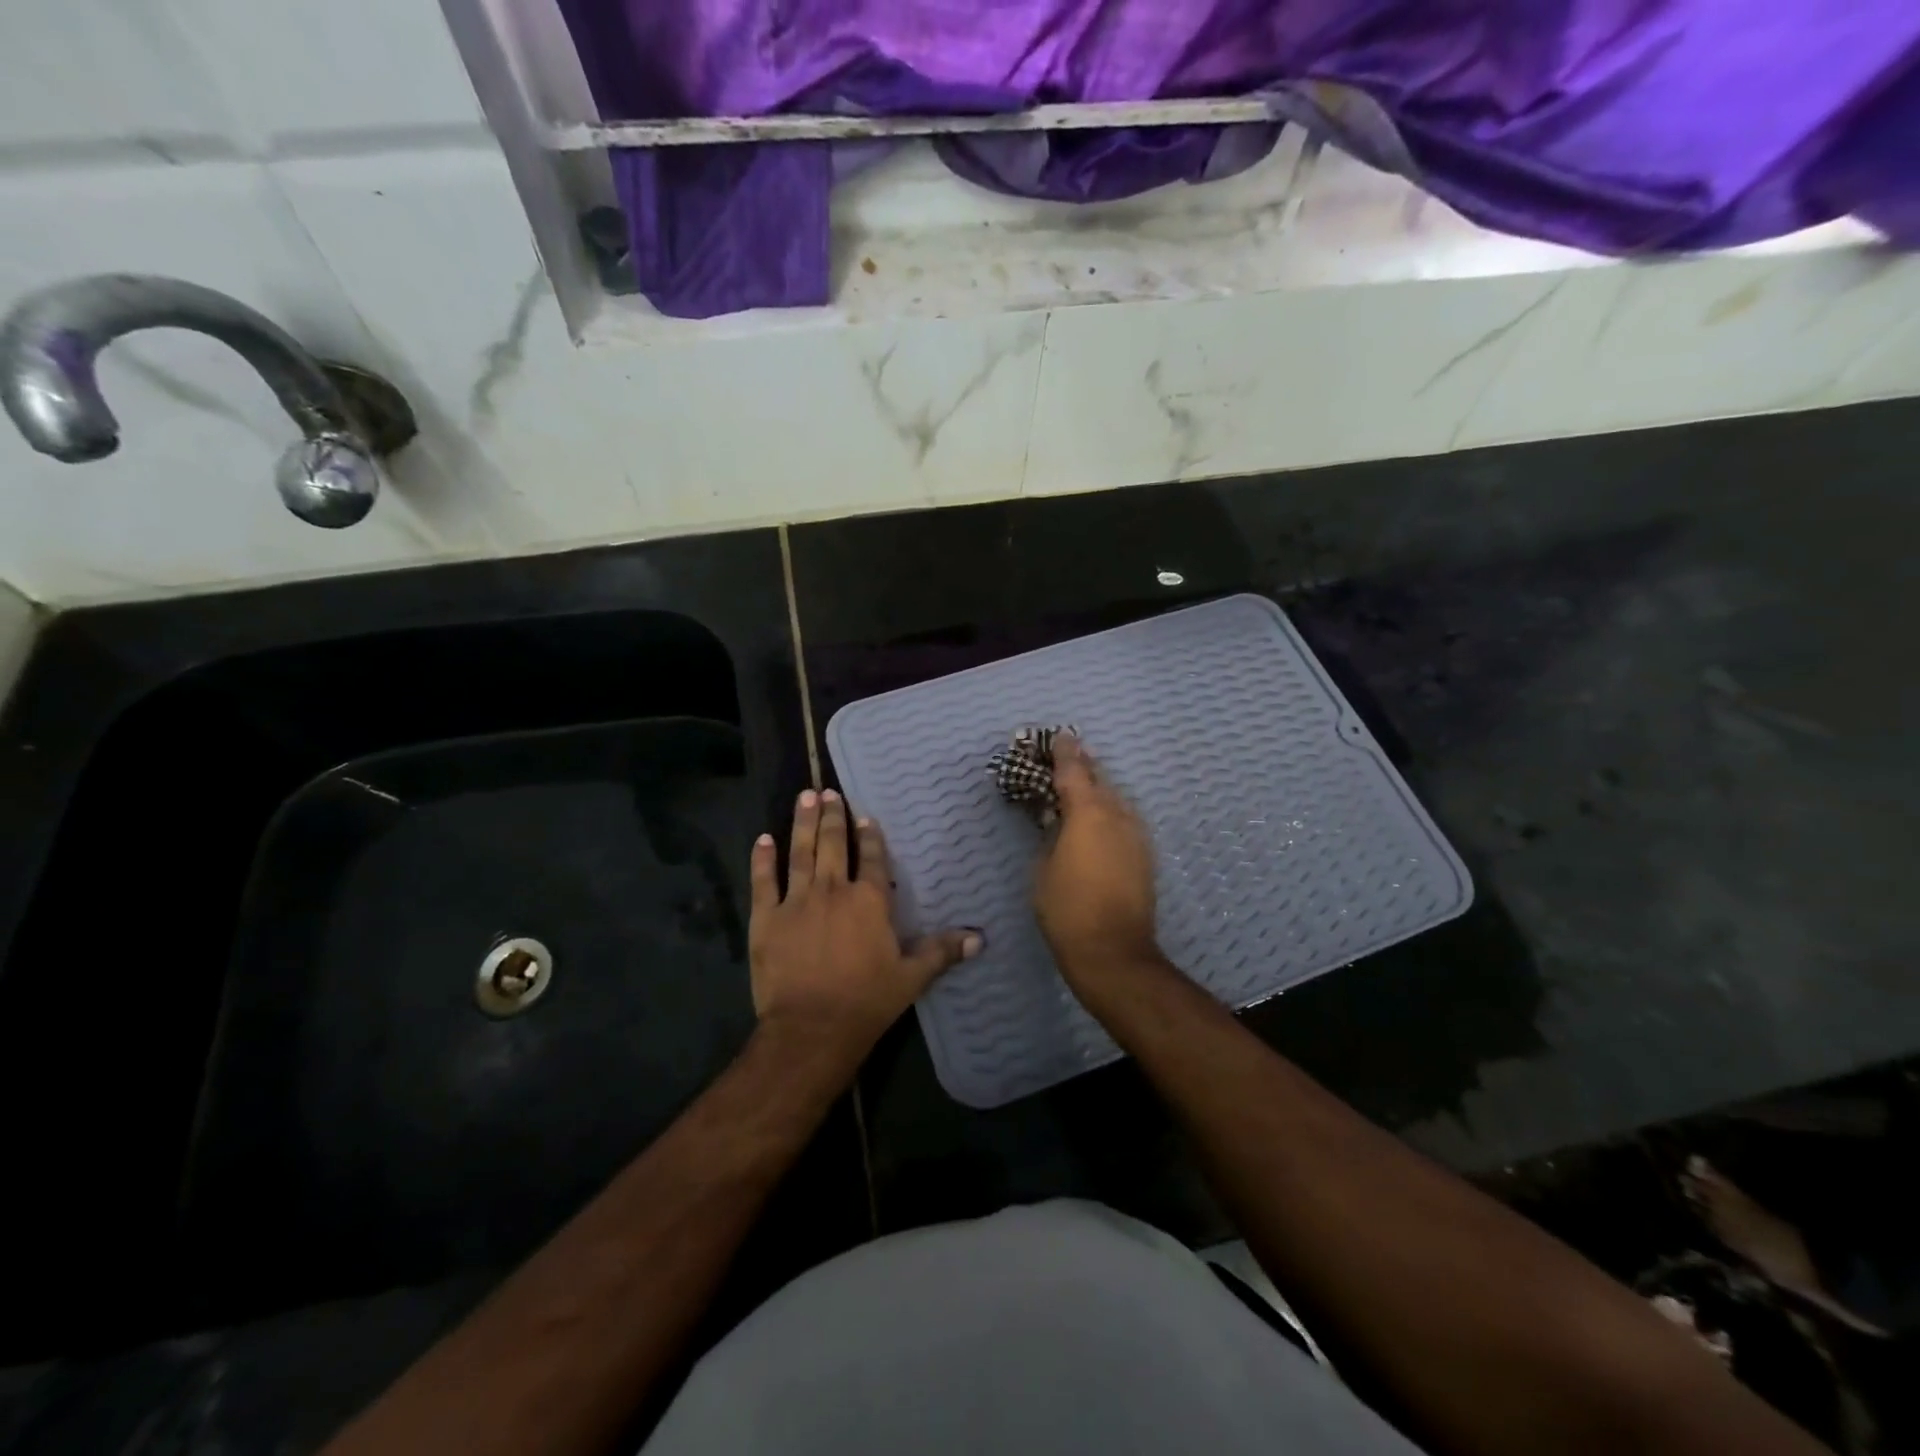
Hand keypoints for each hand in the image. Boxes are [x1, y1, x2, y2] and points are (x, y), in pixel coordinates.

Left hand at [749, 788, 979, 1064]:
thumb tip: (979, 938)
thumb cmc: (866, 1001)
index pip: (873, 859)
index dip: (870, 837)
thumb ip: (941, 952)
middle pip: (834, 845)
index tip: (865, 817)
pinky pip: (763, 881)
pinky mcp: (767, 918)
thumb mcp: (911, 978)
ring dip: (803, 823)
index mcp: (869, 901)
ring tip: (805, 797)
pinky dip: (762, 859)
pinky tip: (763, 838)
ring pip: (801, 852)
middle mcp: (834, 890)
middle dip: (833, 817)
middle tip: (828, 792)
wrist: (811, 1028)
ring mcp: (797, 901)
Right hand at [1033, 734, 1160, 979]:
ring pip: (1116, 799)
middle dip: (1084, 767)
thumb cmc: (1066, 908)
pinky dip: (1110, 812)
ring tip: (1083, 786)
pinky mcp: (1145, 855)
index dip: (1065, 752)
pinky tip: (1099, 820)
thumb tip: (1058, 822)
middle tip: (1068, 757)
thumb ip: (1051, 835)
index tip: (1060, 736)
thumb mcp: (1043, 868)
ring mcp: (1136, 834)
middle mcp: (1117, 815)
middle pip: (1100, 779)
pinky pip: (1125, 820)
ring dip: (1099, 790)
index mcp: (1087, 812)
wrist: (1113, 950)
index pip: (1074, 771)